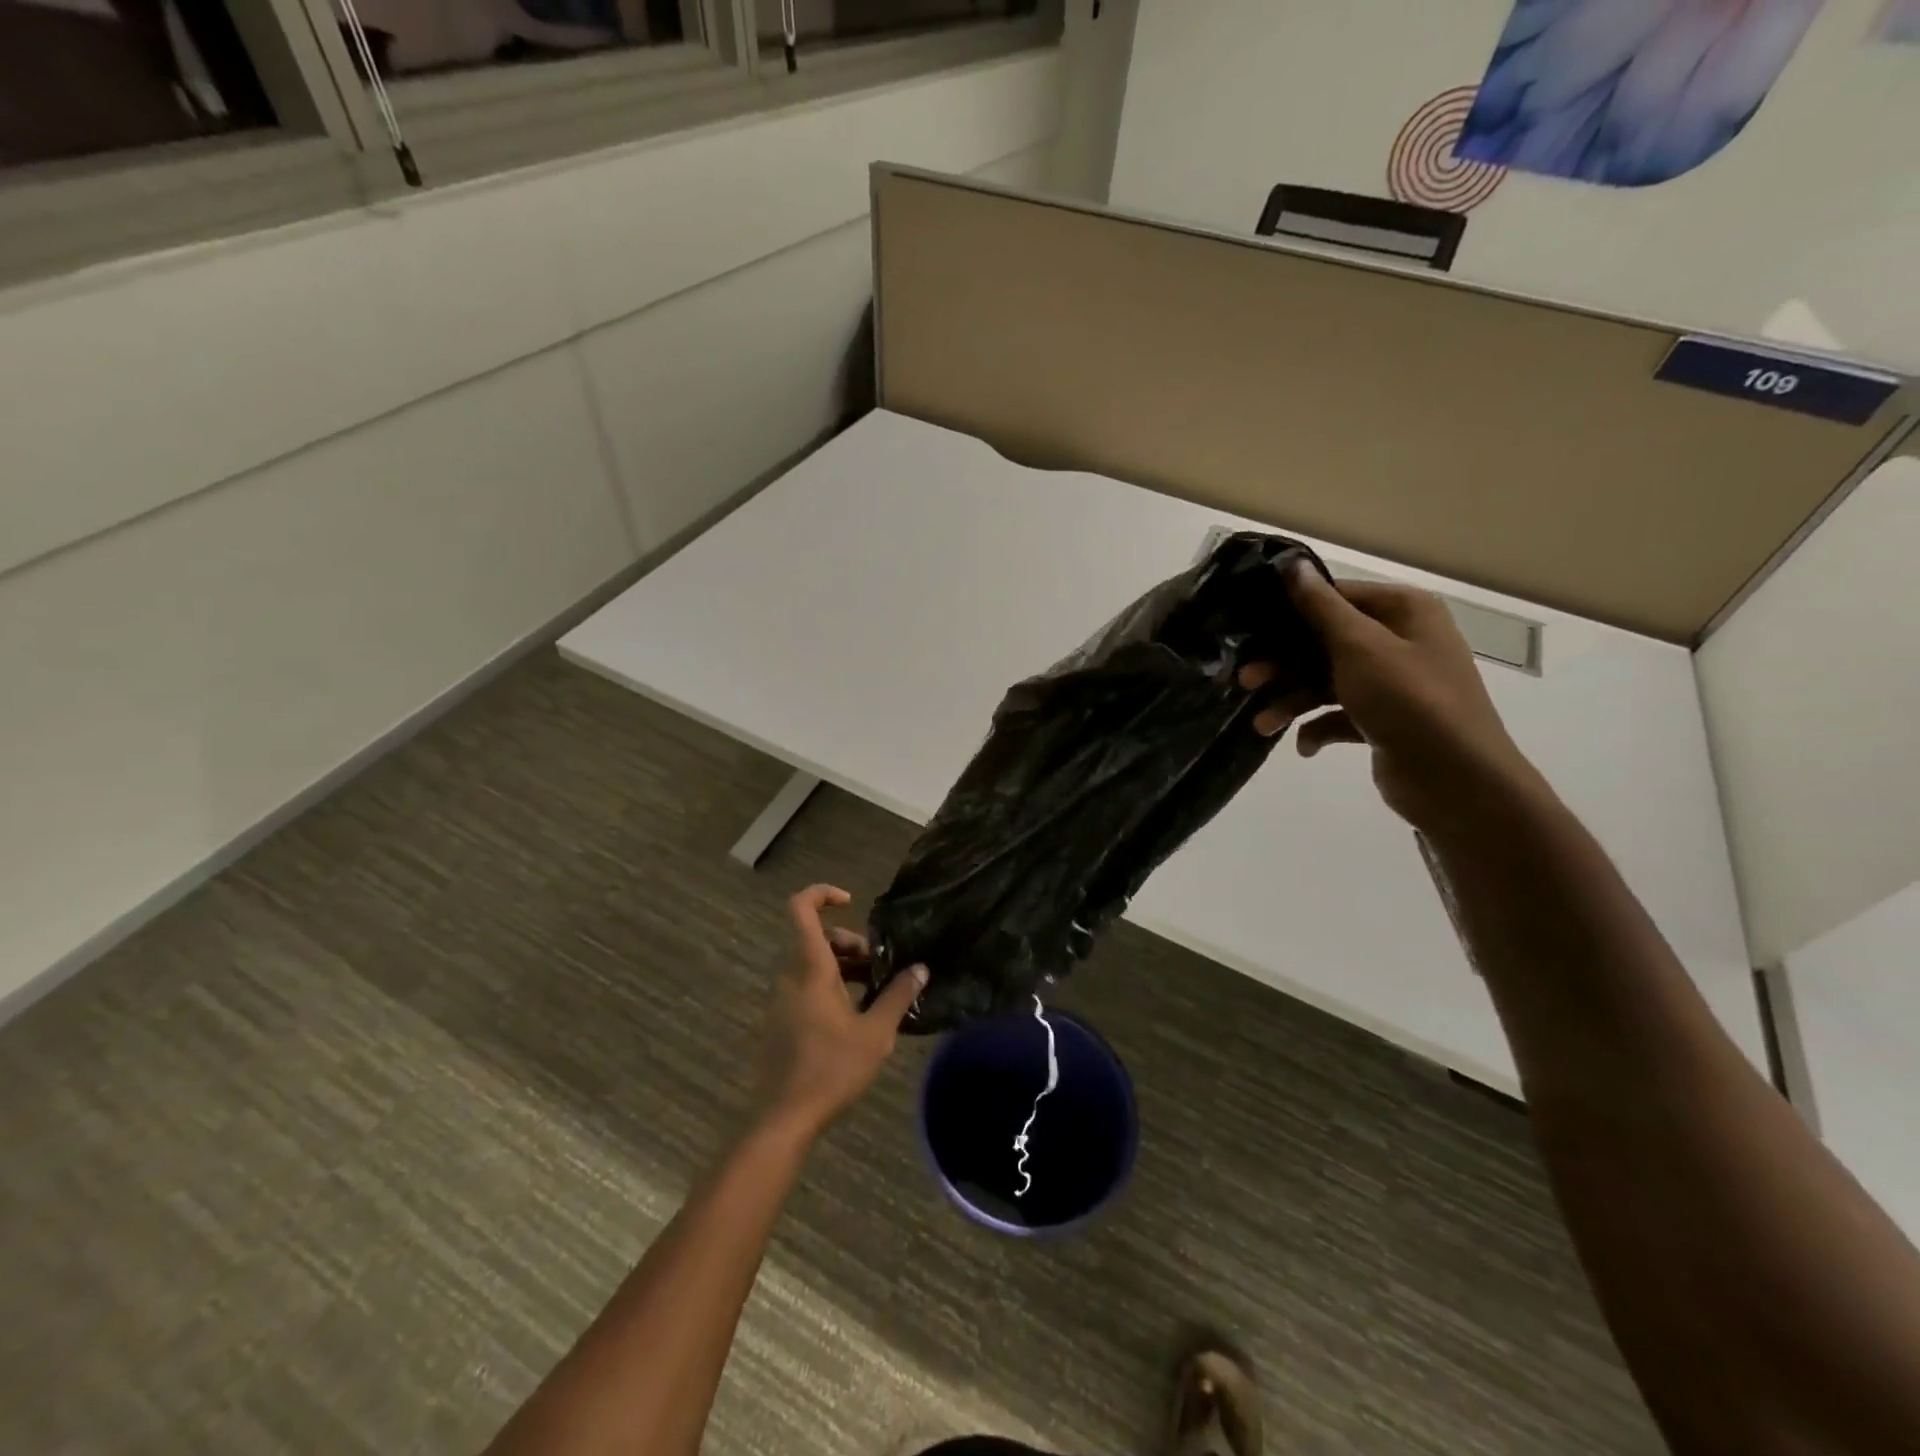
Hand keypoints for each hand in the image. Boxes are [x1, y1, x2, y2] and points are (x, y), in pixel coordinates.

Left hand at [757, 885, 926, 1138]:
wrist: (783, 1119)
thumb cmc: (831, 1069)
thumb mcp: (875, 1033)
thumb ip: (898, 996)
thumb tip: (920, 969)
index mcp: (810, 969)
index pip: (800, 908)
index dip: (822, 893)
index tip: (852, 902)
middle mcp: (789, 976)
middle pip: (814, 937)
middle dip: (848, 941)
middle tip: (878, 965)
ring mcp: (781, 999)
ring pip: (810, 963)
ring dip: (842, 966)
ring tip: (874, 991)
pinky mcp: (780, 1021)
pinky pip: (804, 985)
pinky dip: (830, 985)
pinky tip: (855, 1015)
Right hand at [1240, 563, 1543, 834]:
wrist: (1455, 780)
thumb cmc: (1408, 700)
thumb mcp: (1359, 647)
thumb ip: (1321, 607)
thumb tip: (1293, 564)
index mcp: (1404, 612)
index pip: (1337, 597)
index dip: (1292, 612)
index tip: (1249, 628)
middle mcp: (1401, 641)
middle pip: (1325, 643)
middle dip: (1284, 665)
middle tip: (1245, 681)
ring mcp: (1393, 684)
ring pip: (1327, 682)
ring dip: (1292, 701)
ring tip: (1263, 726)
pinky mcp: (1384, 721)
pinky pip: (1340, 715)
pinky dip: (1318, 728)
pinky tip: (1304, 747)